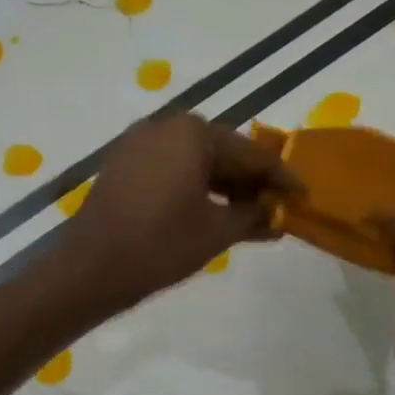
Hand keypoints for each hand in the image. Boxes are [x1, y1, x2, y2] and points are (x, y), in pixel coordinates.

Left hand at [61, 115, 299, 312]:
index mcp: (192, 133)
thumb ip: (253, 215)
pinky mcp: (121, 164)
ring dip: (221, 186)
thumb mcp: (217, 231)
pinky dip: (192, 187)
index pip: (250, 154)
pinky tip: (209, 211)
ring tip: (247, 216)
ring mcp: (137, 144)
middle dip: (249, 181)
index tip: (303, 196)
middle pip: (221, 151)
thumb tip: (276, 212)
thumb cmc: (160, 245)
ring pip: (193, 160)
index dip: (280, 178)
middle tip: (275, 208)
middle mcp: (164, 126)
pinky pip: (168, 168)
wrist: (90, 268)